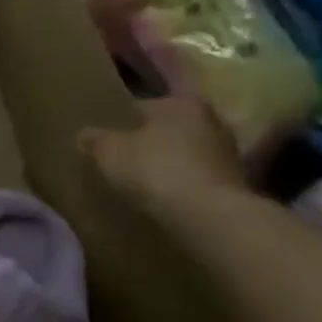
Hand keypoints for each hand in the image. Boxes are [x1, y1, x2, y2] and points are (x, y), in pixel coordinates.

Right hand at [79, 96, 245, 216]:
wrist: (210, 219)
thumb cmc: (155, 170)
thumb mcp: (107, 152)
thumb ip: (93, 139)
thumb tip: (85, 136)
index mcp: (180, 103)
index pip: (140, 107)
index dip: (118, 124)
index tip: (103, 141)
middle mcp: (210, 121)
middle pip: (165, 131)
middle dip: (146, 144)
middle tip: (119, 161)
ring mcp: (228, 155)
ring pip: (183, 156)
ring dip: (165, 167)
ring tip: (138, 184)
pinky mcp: (236, 187)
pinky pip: (195, 180)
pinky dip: (180, 187)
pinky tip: (161, 201)